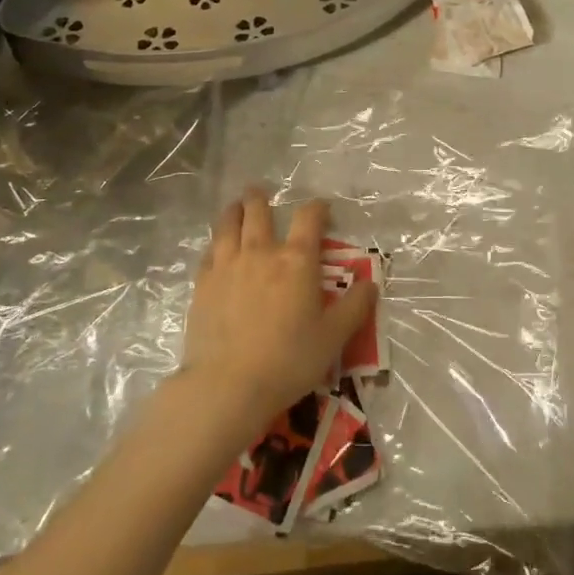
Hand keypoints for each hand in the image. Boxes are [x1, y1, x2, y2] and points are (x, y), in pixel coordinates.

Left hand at [180, 187, 375, 435]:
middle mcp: (261, 252)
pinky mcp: (202, 283)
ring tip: (235, 206)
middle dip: (260, 198)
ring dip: (234, 211)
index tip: (322, 208)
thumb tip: (371, 284)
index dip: (317, 208)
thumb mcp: (332, 338)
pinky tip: (215, 247)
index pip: (309, 219)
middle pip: (259, 212)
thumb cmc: (288, 360)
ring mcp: (227, 265)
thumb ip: (354, 308)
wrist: (227, 384)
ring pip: (228, 225)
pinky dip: (215, 243)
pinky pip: (209, 252)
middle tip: (260, 190)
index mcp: (297, 261)